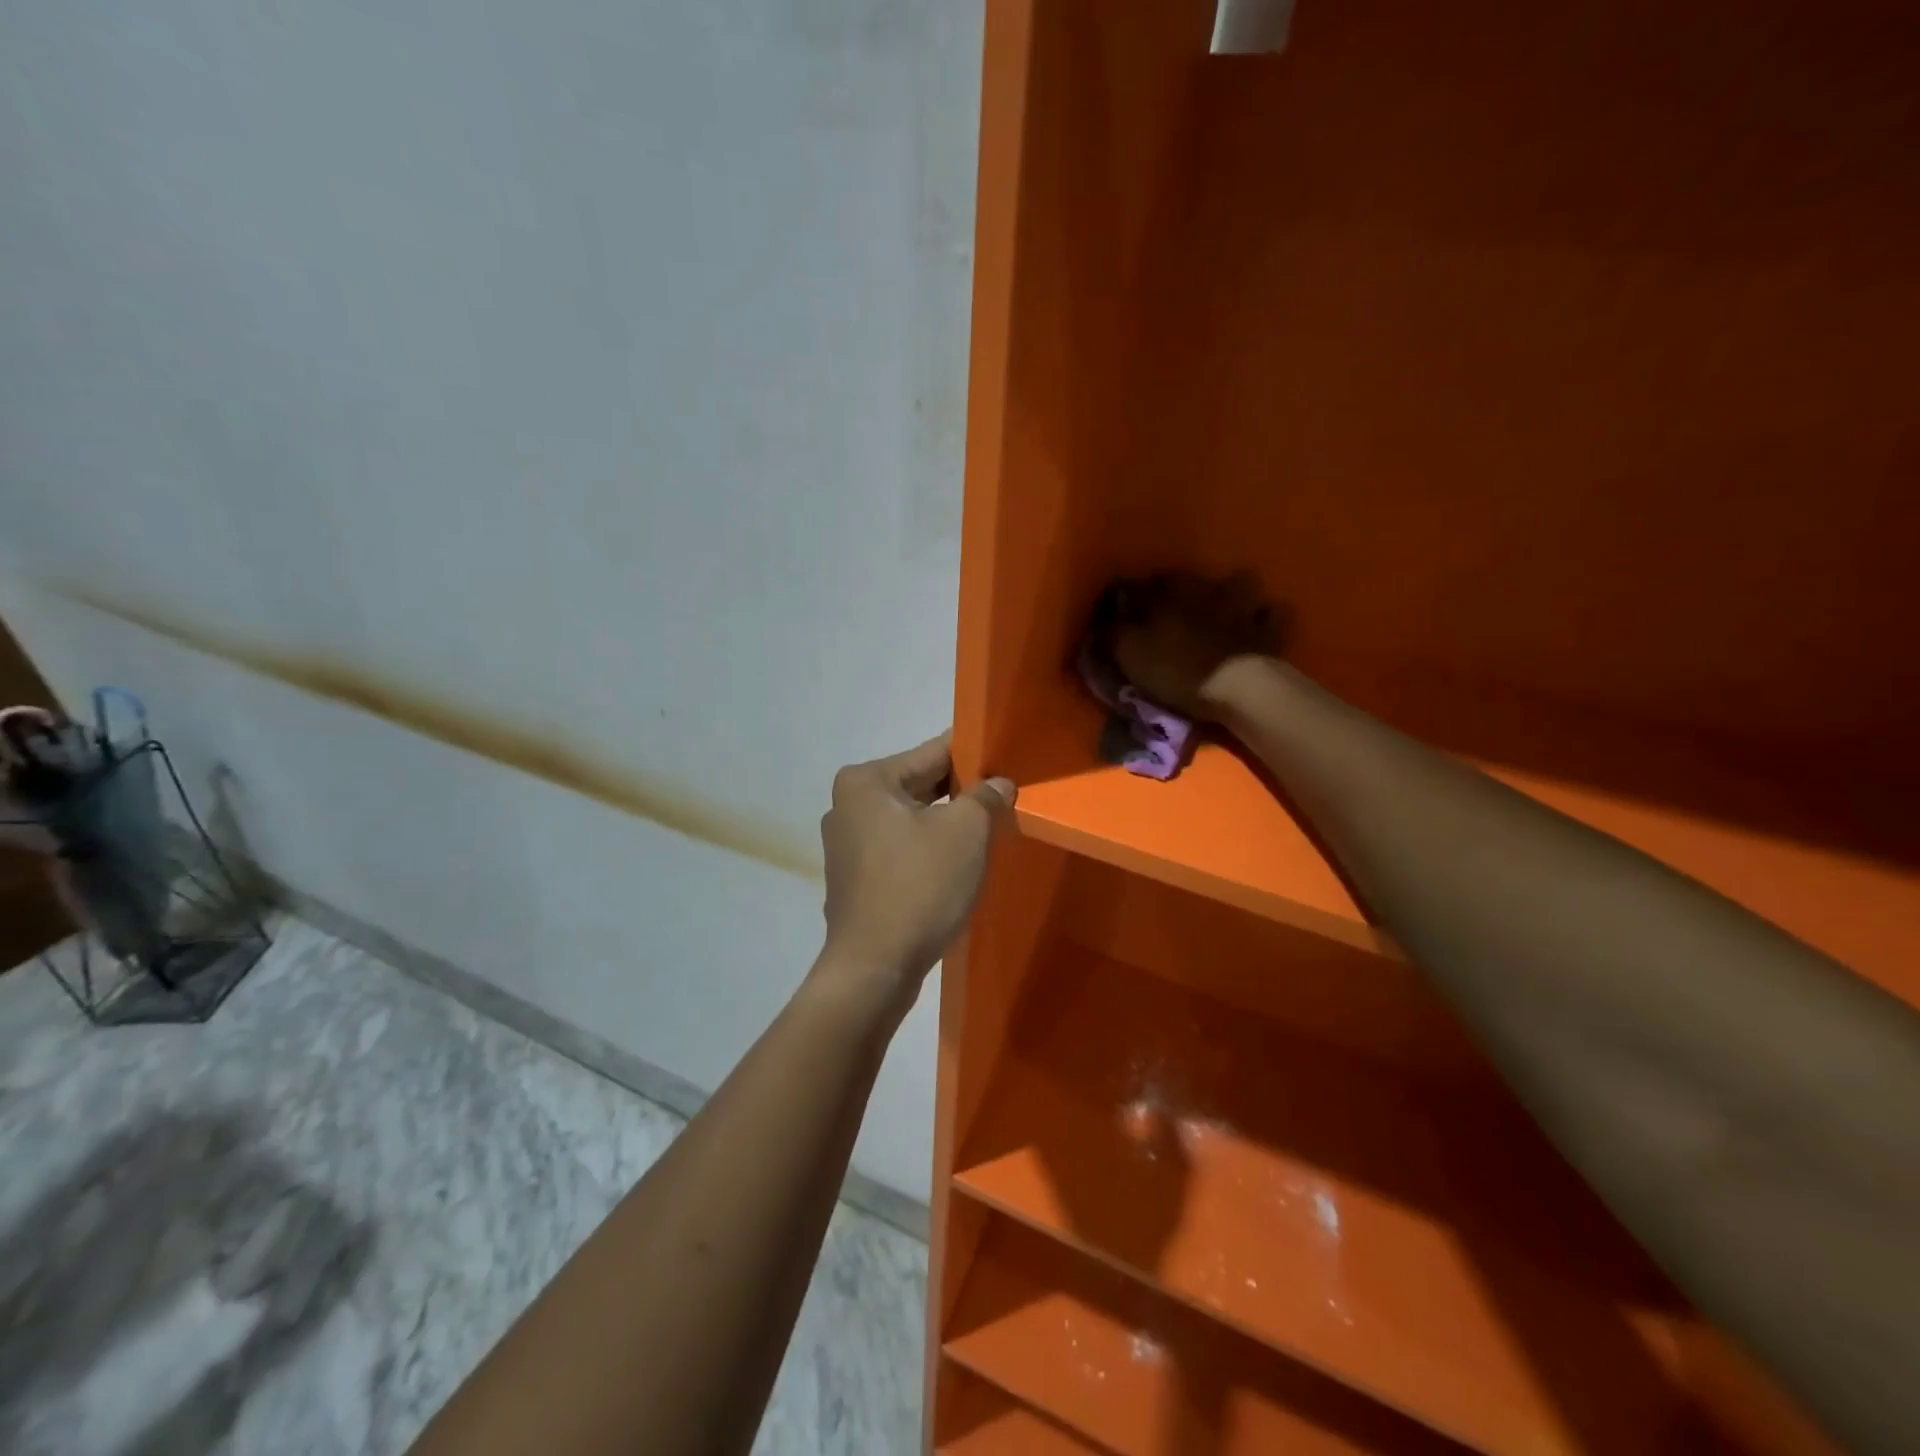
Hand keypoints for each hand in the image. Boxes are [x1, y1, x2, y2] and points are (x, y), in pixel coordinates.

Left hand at [817, 733, 1015, 996]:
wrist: (874, 968)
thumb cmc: (919, 887)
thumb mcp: (966, 832)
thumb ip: (986, 797)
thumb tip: (998, 784)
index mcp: (867, 781)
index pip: (932, 752)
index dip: (973, 754)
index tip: (1004, 756)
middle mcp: (848, 805)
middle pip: (919, 785)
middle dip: (961, 792)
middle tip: (1004, 796)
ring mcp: (847, 844)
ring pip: (911, 819)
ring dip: (946, 823)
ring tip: (988, 828)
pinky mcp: (855, 878)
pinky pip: (901, 848)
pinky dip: (927, 849)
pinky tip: (956, 863)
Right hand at [1107, 571, 1284, 719]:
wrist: (1236, 689)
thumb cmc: (1175, 668)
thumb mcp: (1129, 653)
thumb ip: (1112, 635)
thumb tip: (1099, 626)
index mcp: (1168, 594)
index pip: (1141, 585)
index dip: (1130, 596)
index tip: (1123, 610)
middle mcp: (1205, 590)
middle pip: (1189, 580)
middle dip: (1179, 589)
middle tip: (1171, 608)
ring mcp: (1242, 607)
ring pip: (1240, 582)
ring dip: (1232, 591)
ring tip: (1224, 607)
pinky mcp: (1269, 631)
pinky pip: (1273, 615)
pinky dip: (1266, 617)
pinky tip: (1260, 623)